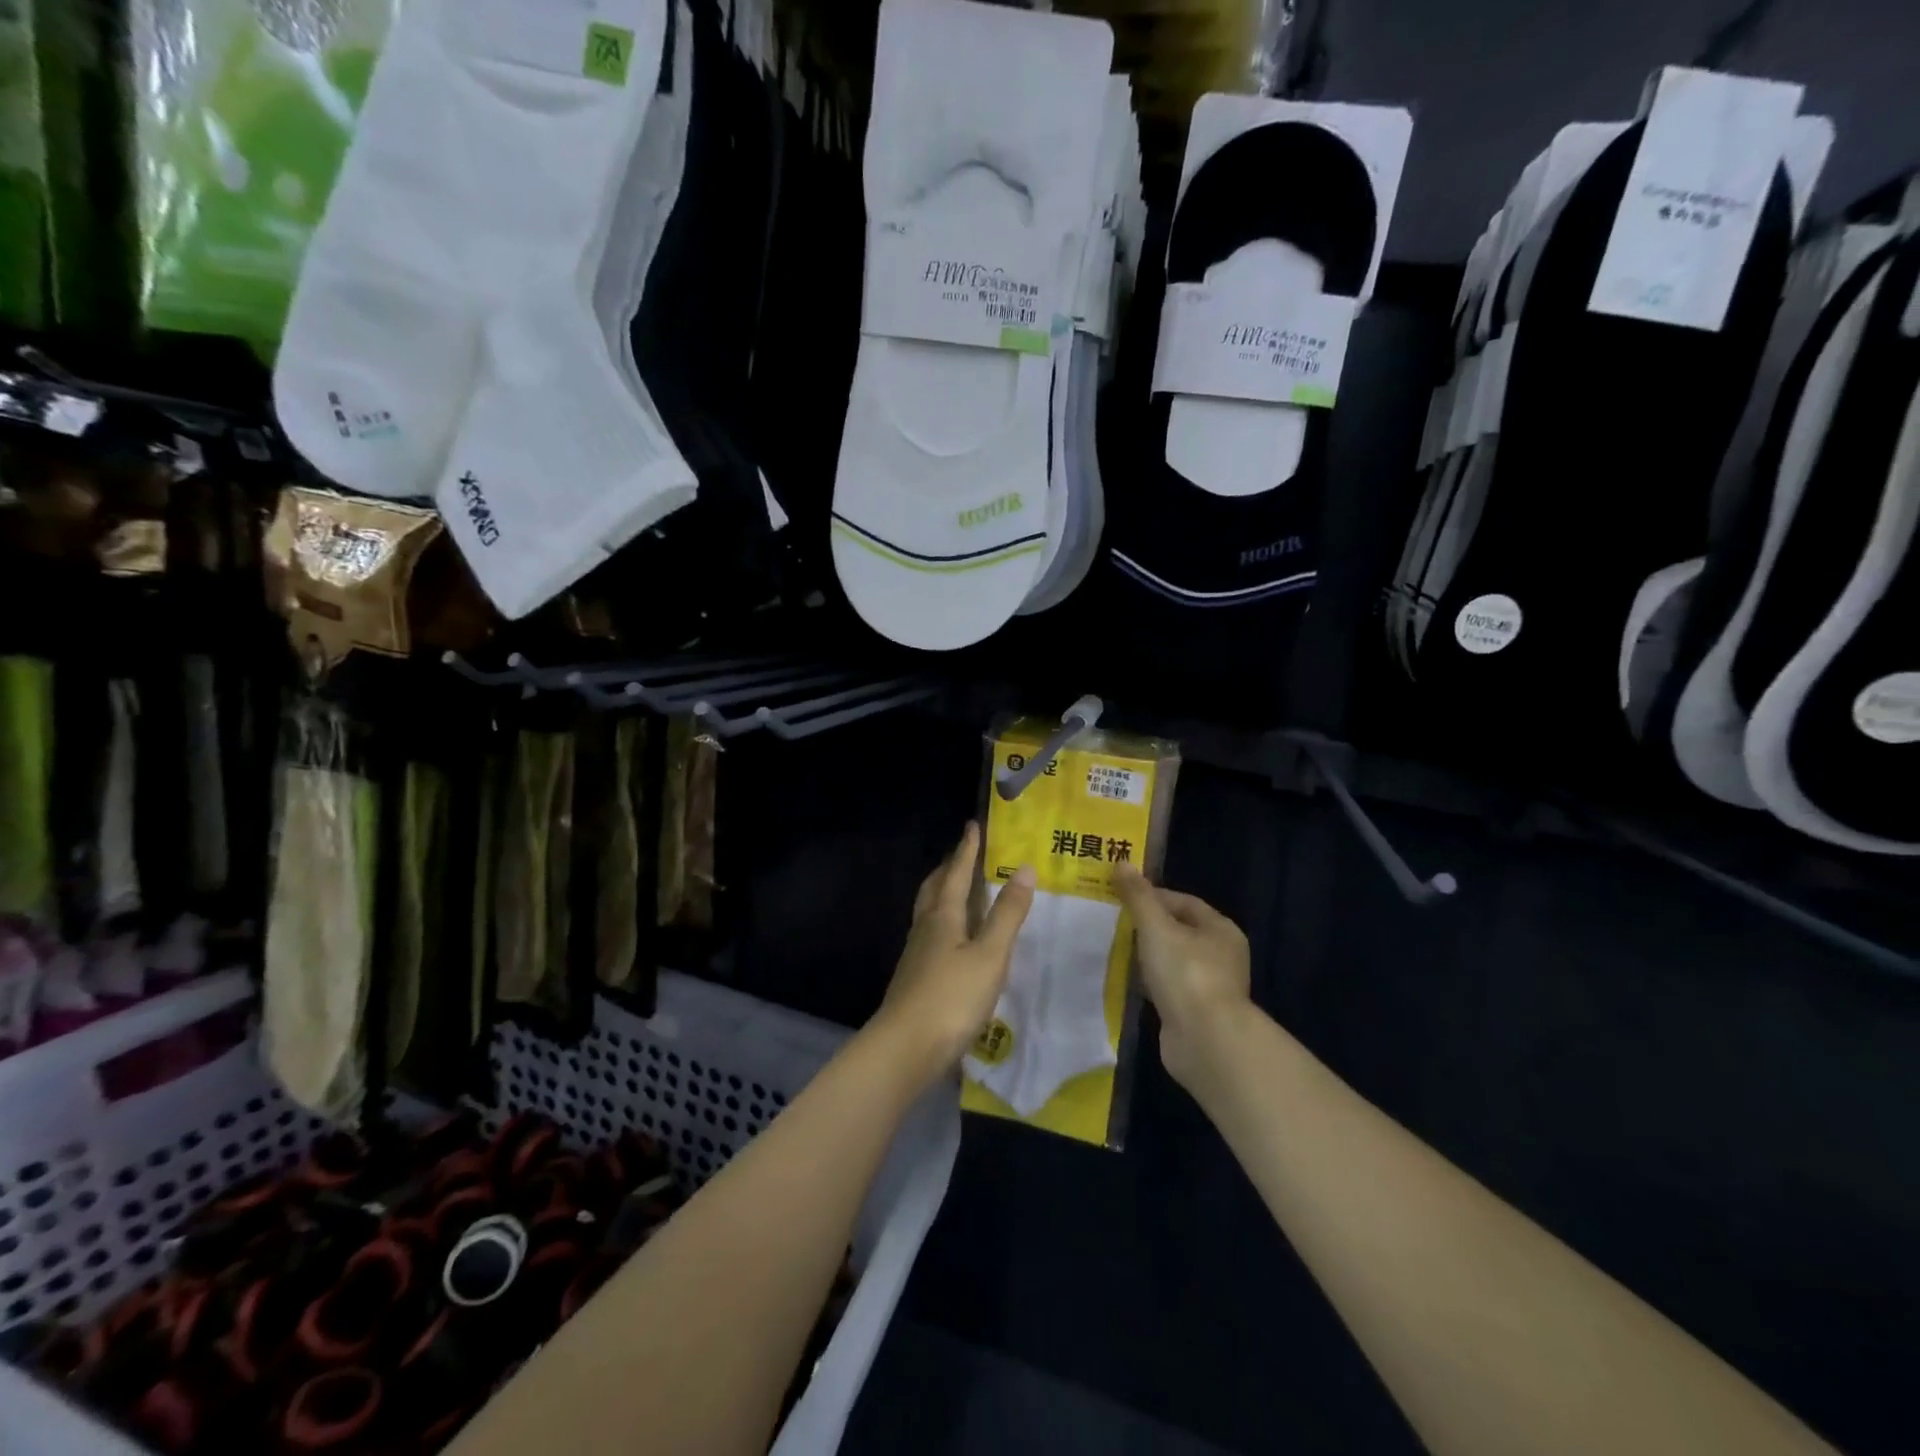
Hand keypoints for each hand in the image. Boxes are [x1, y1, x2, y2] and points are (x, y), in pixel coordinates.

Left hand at [872, 823, 1034, 1082]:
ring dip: (942, 895)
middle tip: (962, 855)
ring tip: (958, 892)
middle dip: (948, 869)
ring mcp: (917, 955)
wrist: (905, 1048)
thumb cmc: (952, 997)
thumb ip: (1007, 914)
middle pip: (934, 889)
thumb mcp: (990, 955)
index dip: (966, 851)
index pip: (956, 873)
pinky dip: (943, 924)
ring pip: (929, 913)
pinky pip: (930, 936)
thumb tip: (1024, 868)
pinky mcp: (915, 978)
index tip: (972, 827)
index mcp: (943, 917)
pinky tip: (953, 941)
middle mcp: (925, 929)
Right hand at [1113, 864, 1251, 1086]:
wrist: (1205, 1041)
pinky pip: (1168, 988)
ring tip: (1115, 950)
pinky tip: (1127, 982)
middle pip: (1179, 931)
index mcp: (1220, 929)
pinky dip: (1149, 983)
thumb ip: (1138, 896)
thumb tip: (1122, 863)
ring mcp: (1209, 987)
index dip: (1153, 896)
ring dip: (1147, 957)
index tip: (1121, 898)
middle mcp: (1221, 955)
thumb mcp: (1156, 927)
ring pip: (1172, 961)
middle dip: (1147, 927)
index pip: (1184, 902)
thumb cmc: (1185, 973)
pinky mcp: (1195, 1013)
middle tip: (1113, 923)